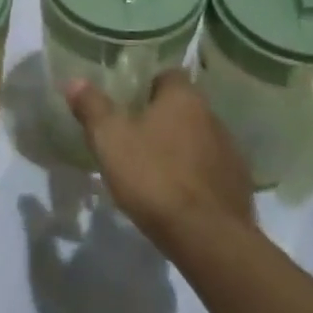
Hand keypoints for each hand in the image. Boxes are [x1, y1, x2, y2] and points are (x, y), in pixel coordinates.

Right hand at [64, 70, 253, 247]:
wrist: (207, 237)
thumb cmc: (154, 177)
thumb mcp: (110, 140)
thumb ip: (92, 107)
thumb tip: (75, 80)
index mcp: (184, 97)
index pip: (168, 75)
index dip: (146, 86)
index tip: (127, 104)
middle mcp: (213, 115)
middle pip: (183, 107)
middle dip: (161, 119)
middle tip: (133, 137)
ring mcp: (230, 151)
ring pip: (198, 139)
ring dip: (179, 148)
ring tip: (154, 169)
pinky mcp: (238, 185)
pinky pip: (210, 170)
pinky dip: (195, 176)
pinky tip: (177, 195)